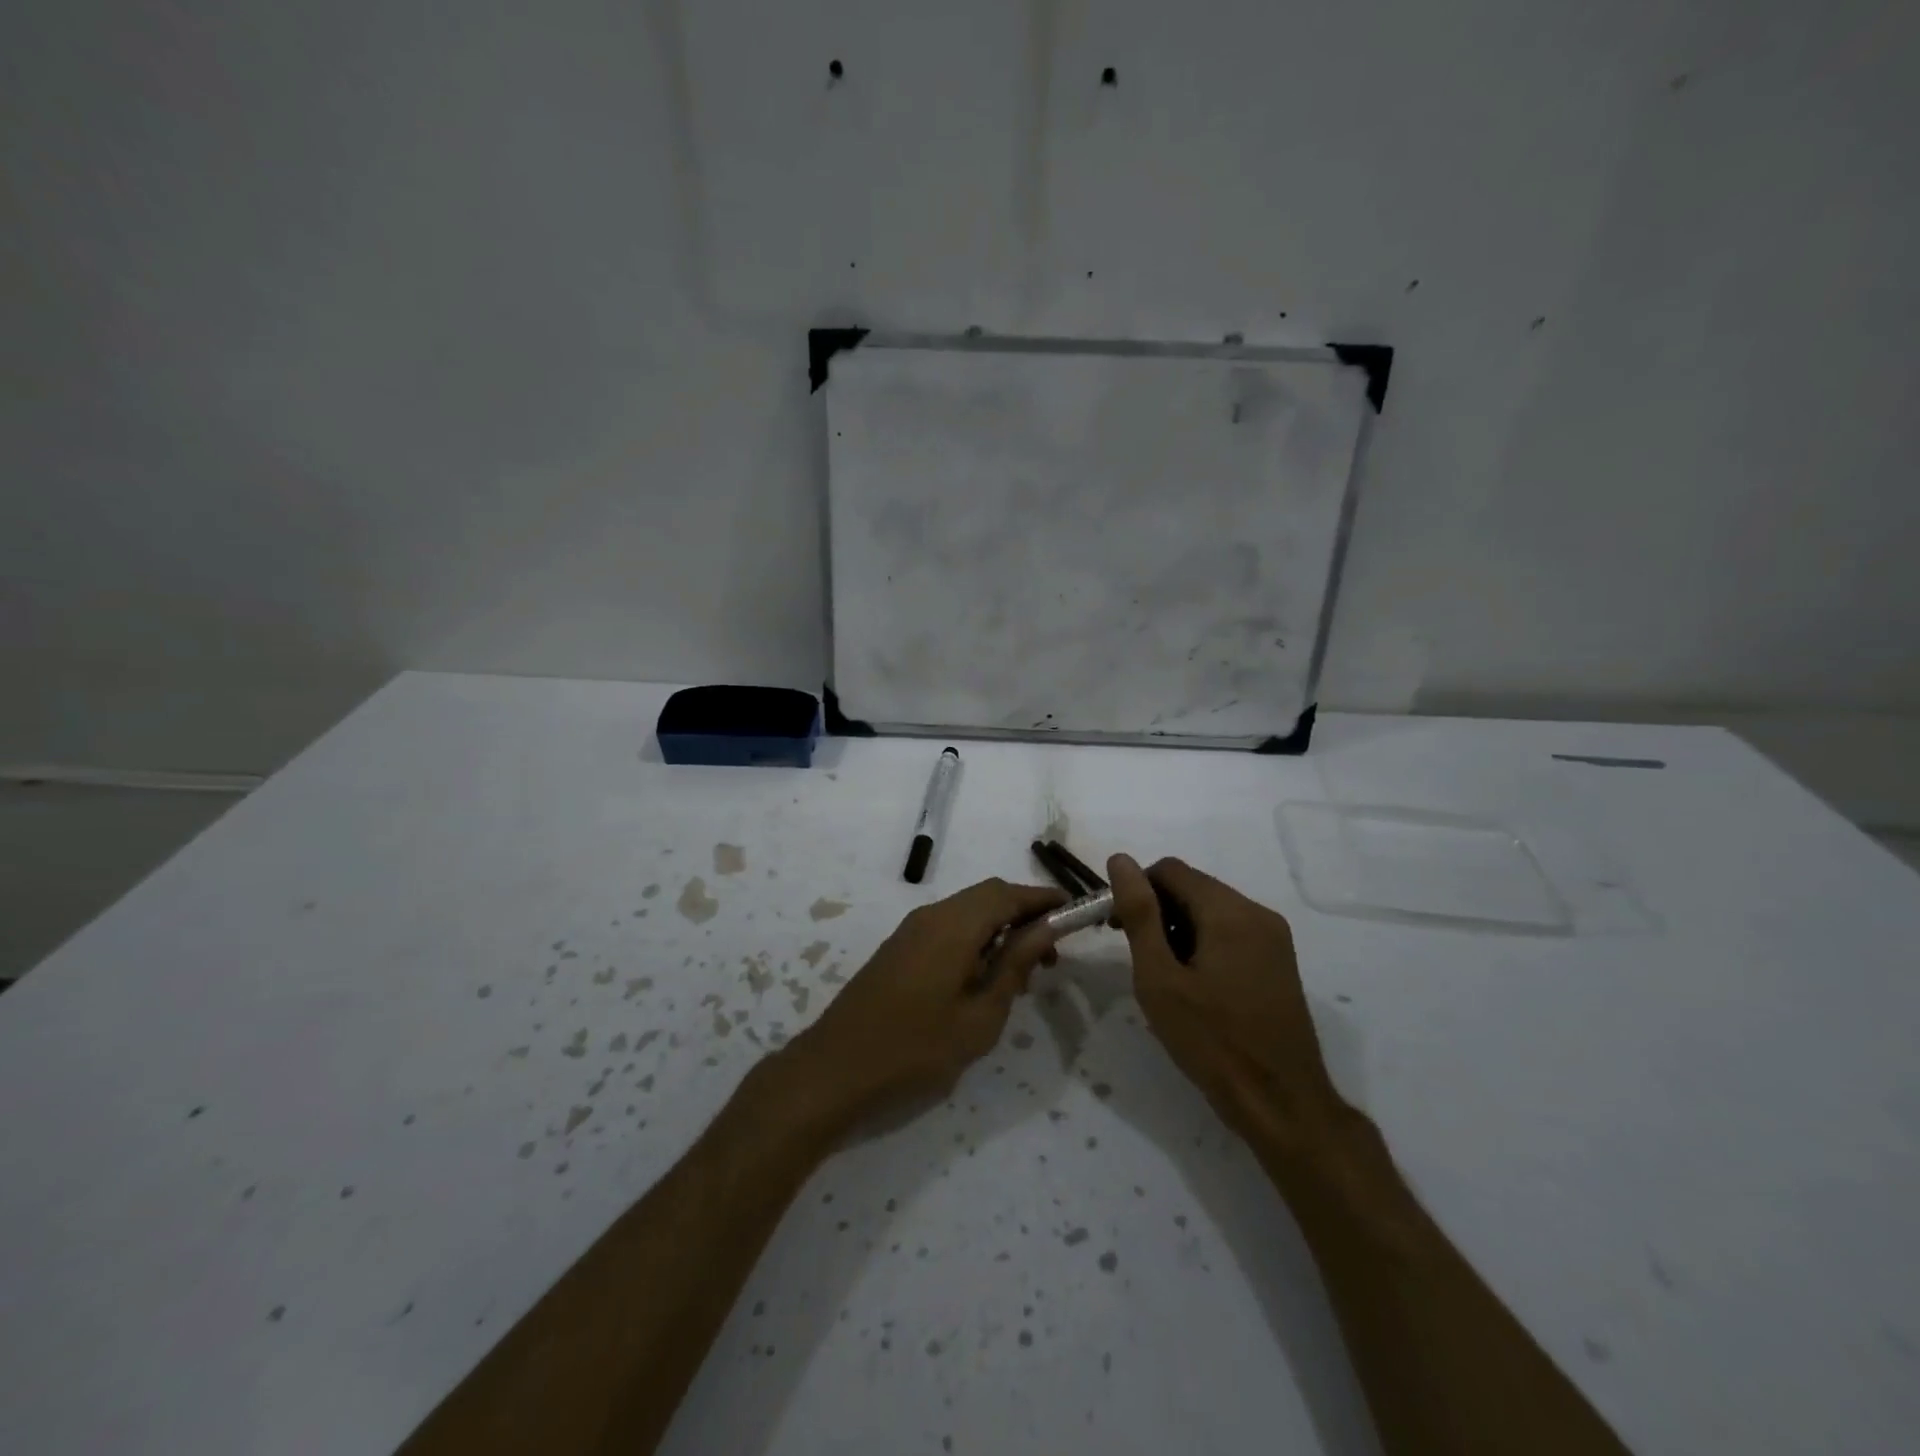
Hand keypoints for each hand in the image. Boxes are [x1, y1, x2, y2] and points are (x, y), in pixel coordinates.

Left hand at [782, 878, 1065, 1125]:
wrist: (835, 1068)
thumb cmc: (915, 1049)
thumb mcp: (979, 1016)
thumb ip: (1014, 965)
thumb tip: (1045, 929)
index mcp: (953, 925)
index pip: (1008, 894)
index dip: (1044, 899)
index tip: (1075, 914)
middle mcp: (931, 915)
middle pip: (988, 896)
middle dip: (1024, 915)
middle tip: (1052, 954)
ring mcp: (911, 930)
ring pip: (967, 912)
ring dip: (999, 929)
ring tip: (1022, 975)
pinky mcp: (900, 947)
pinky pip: (948, 928)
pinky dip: (975, 940)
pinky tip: (984, 980)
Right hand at [1108, 854, 1345, 1156]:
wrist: (1281, 1103)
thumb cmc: (1212, 1041)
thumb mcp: (1160, 978)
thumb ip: (1139, 914)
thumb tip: (1120, 860)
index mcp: (1229, 912)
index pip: (1170, 870)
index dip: (1136, 890)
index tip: (1116, 929)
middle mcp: (1257, 913)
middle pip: (1193, 887)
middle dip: (1157, 910)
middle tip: (1136, 955)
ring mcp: (1274, 938)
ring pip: (1211, 910)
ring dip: (1178, 927)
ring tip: (1164, 975)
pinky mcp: (1278, 961)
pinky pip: (1231, 931)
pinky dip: (1204, 942)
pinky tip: (1194, 984)